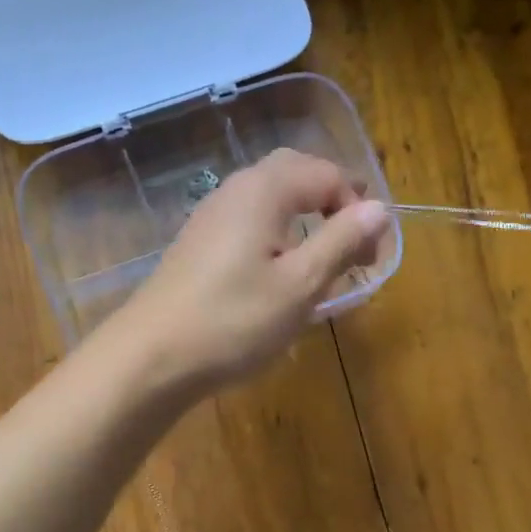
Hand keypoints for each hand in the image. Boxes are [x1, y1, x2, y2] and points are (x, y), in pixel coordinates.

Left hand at [109, 148, 389, 393]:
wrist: (151, 357)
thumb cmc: (233, 321)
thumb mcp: (300, 285)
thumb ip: (341, 241)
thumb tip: (379, 208)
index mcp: (265, 190)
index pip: (328, 174)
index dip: (358, 208)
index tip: (372, 256)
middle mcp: (236, 190)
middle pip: (297, 174)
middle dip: (332, 204)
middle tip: (353, 247)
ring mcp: (211, 216)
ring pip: (271, 199)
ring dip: (305, 220)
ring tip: (322, 265)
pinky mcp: (198, 244)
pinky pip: (250, 222)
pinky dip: (278, 237)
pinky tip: (279, 277)